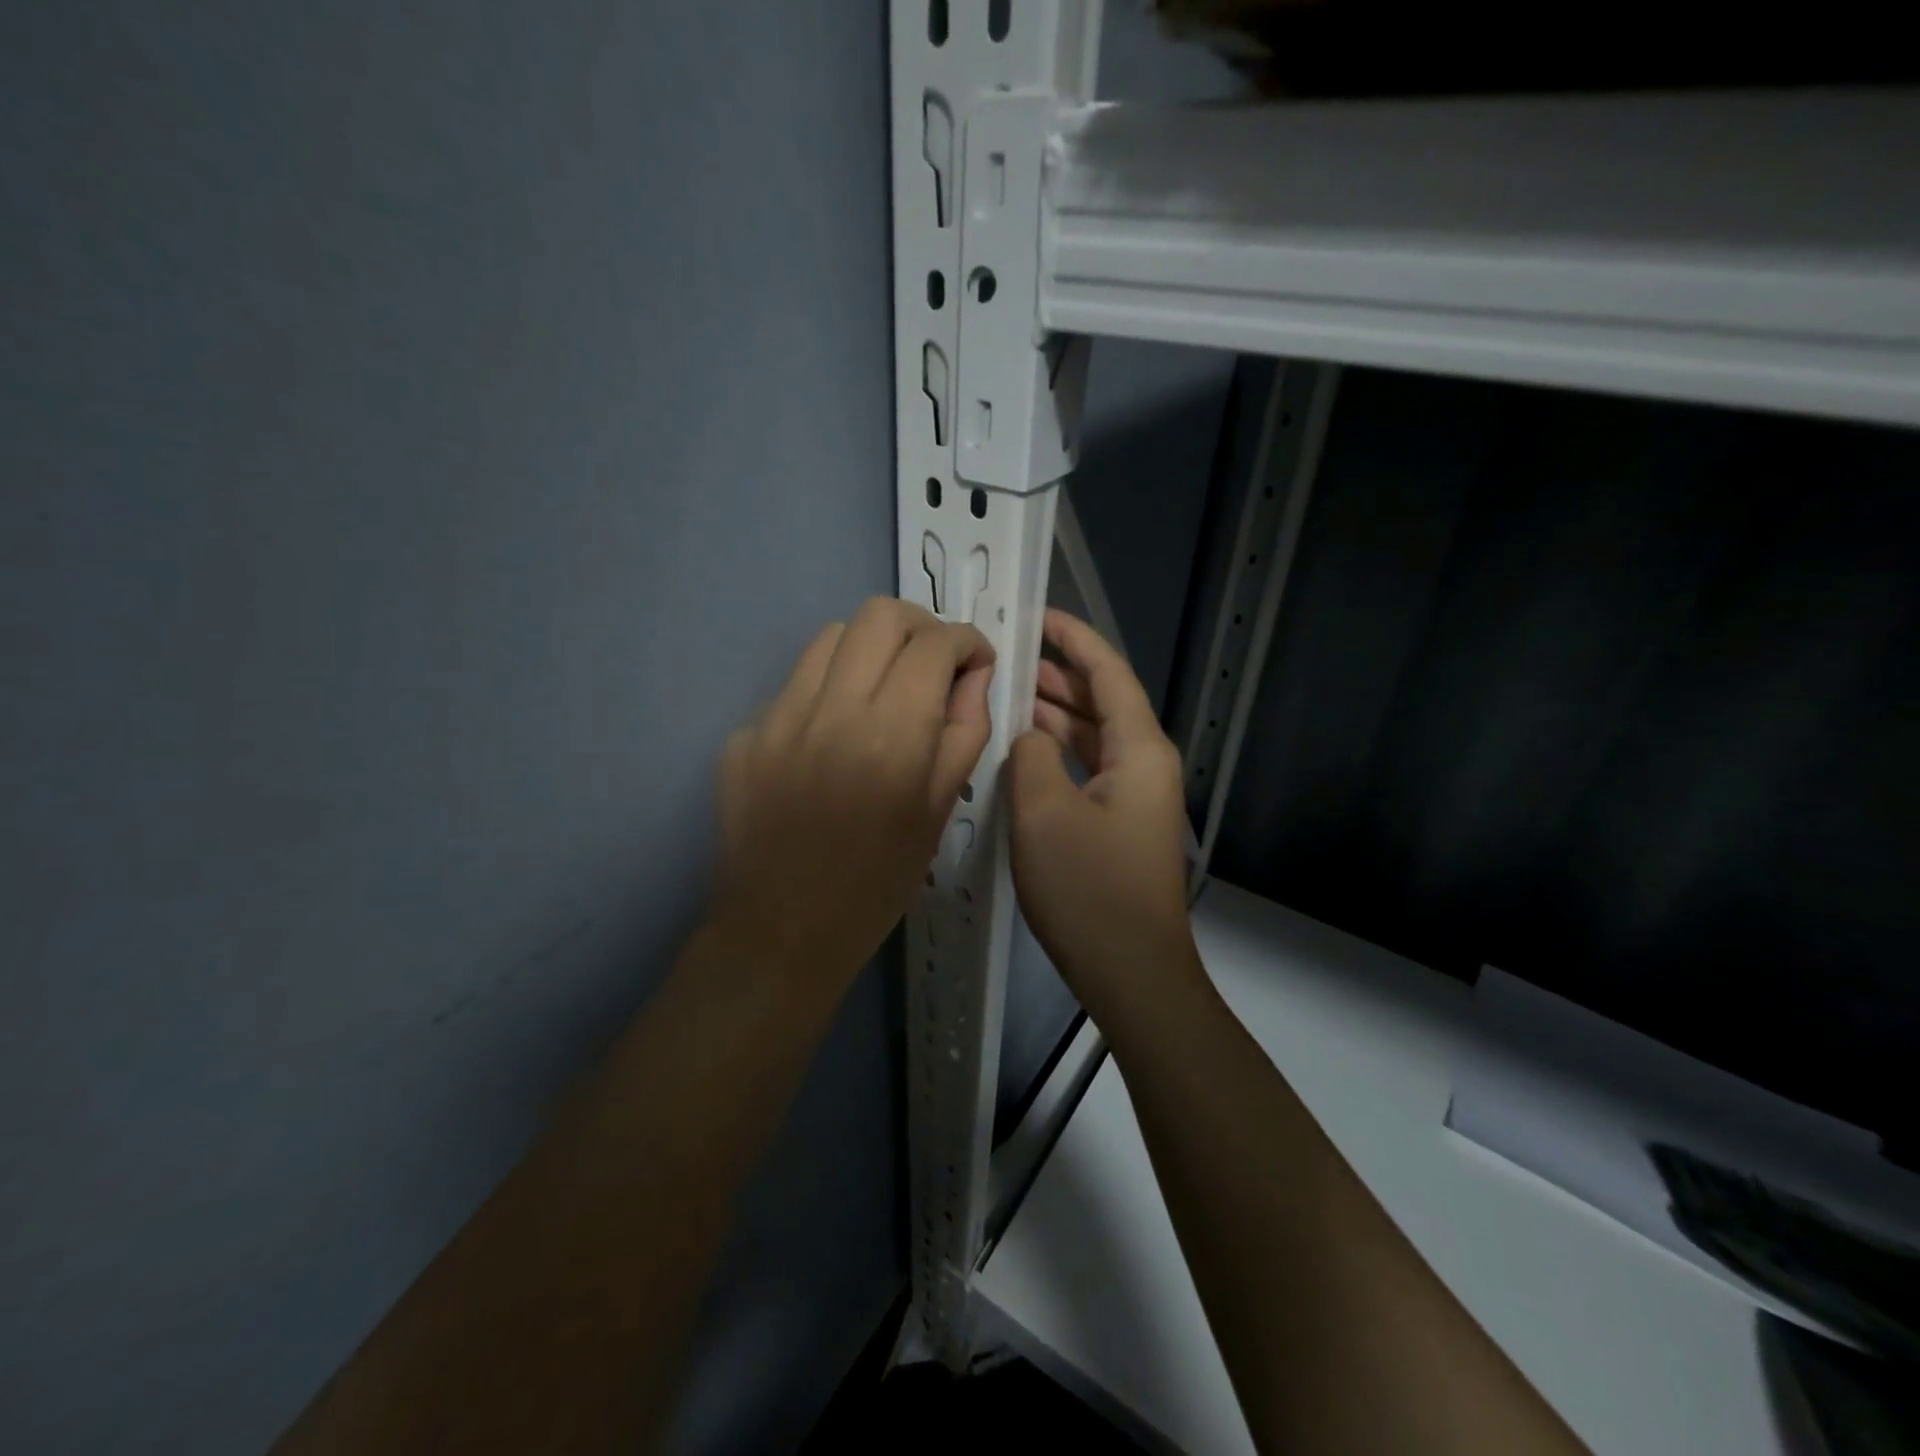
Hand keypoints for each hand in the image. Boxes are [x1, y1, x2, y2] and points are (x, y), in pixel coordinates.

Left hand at [708, 597, 995, 1003]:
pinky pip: (794, 685)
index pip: (935, 645)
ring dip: (870, 648)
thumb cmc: (877, 883)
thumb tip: (973, 674)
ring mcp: (777, 718)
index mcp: (892, 737)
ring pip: (831, 636)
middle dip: (921, 625)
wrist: (782, 932)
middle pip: (879, 615)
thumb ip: (965, 731)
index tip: (975, 660)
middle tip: (933, 661)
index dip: (966, 640)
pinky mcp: (744, 734)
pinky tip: (832, 735)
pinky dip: (827, 690)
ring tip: (883, 688)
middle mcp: (832, 712)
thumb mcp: (940, 811)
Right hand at [1008, 610, 1197, 1026]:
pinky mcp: (1118, 824)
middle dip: (1057, 675)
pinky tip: (1020, 753)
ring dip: (1053, 715)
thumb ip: (1030, 755)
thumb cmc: (1089, 890)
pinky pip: (1086, 769)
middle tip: (1006, 657)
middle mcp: (1144, 764)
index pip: (1108, 673)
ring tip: (1005, 696)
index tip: (1038, 614)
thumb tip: (1029, 736)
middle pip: (1101, 702)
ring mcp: (1133, 796)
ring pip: (1092, 737)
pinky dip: (1055, 753)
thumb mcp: (1043, 812)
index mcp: (1139, 750)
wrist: (1131, 973)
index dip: (1074, 639)